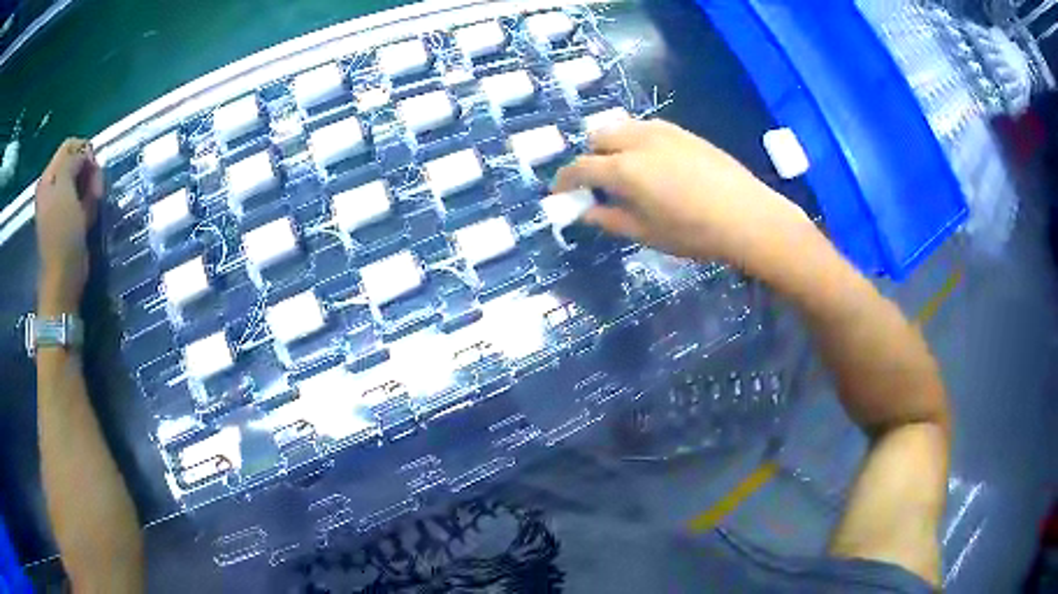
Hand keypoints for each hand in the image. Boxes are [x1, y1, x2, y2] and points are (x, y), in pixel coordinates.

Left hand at [35, 138, 103, 314]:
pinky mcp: (67, 220)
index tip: (93, 169)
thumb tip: (84, 152)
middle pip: (75, 161)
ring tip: (93, 204)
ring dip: (90, 188)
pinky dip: (88, 203)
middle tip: (95, 189)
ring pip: (80, 181)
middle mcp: (51, 187)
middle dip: (89, 171)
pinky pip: (81, 199)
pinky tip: (89, 216)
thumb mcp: (65, 189)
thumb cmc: (62, 234)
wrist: (63, 279)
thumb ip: (72, 161)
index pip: (70, 146)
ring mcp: (58, 205)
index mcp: (49, 177)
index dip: (85, 151)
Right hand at [554, 120, 811, 269]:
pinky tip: (653, 163)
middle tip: (597, 183)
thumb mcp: (647, 233)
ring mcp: (663, 131)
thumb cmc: (695, 232)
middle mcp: (638, 140)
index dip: (565, 180)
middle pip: (598, 136)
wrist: (747, 216)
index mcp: (624, 169)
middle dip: (590, 156)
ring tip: (625, 171)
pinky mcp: (683, 131)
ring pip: (622, 127)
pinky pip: (646, 128)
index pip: (581, 167)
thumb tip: (585, 211)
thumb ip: (610, 219)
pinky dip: (636, 141)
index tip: (560, 192)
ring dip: (613, 145)